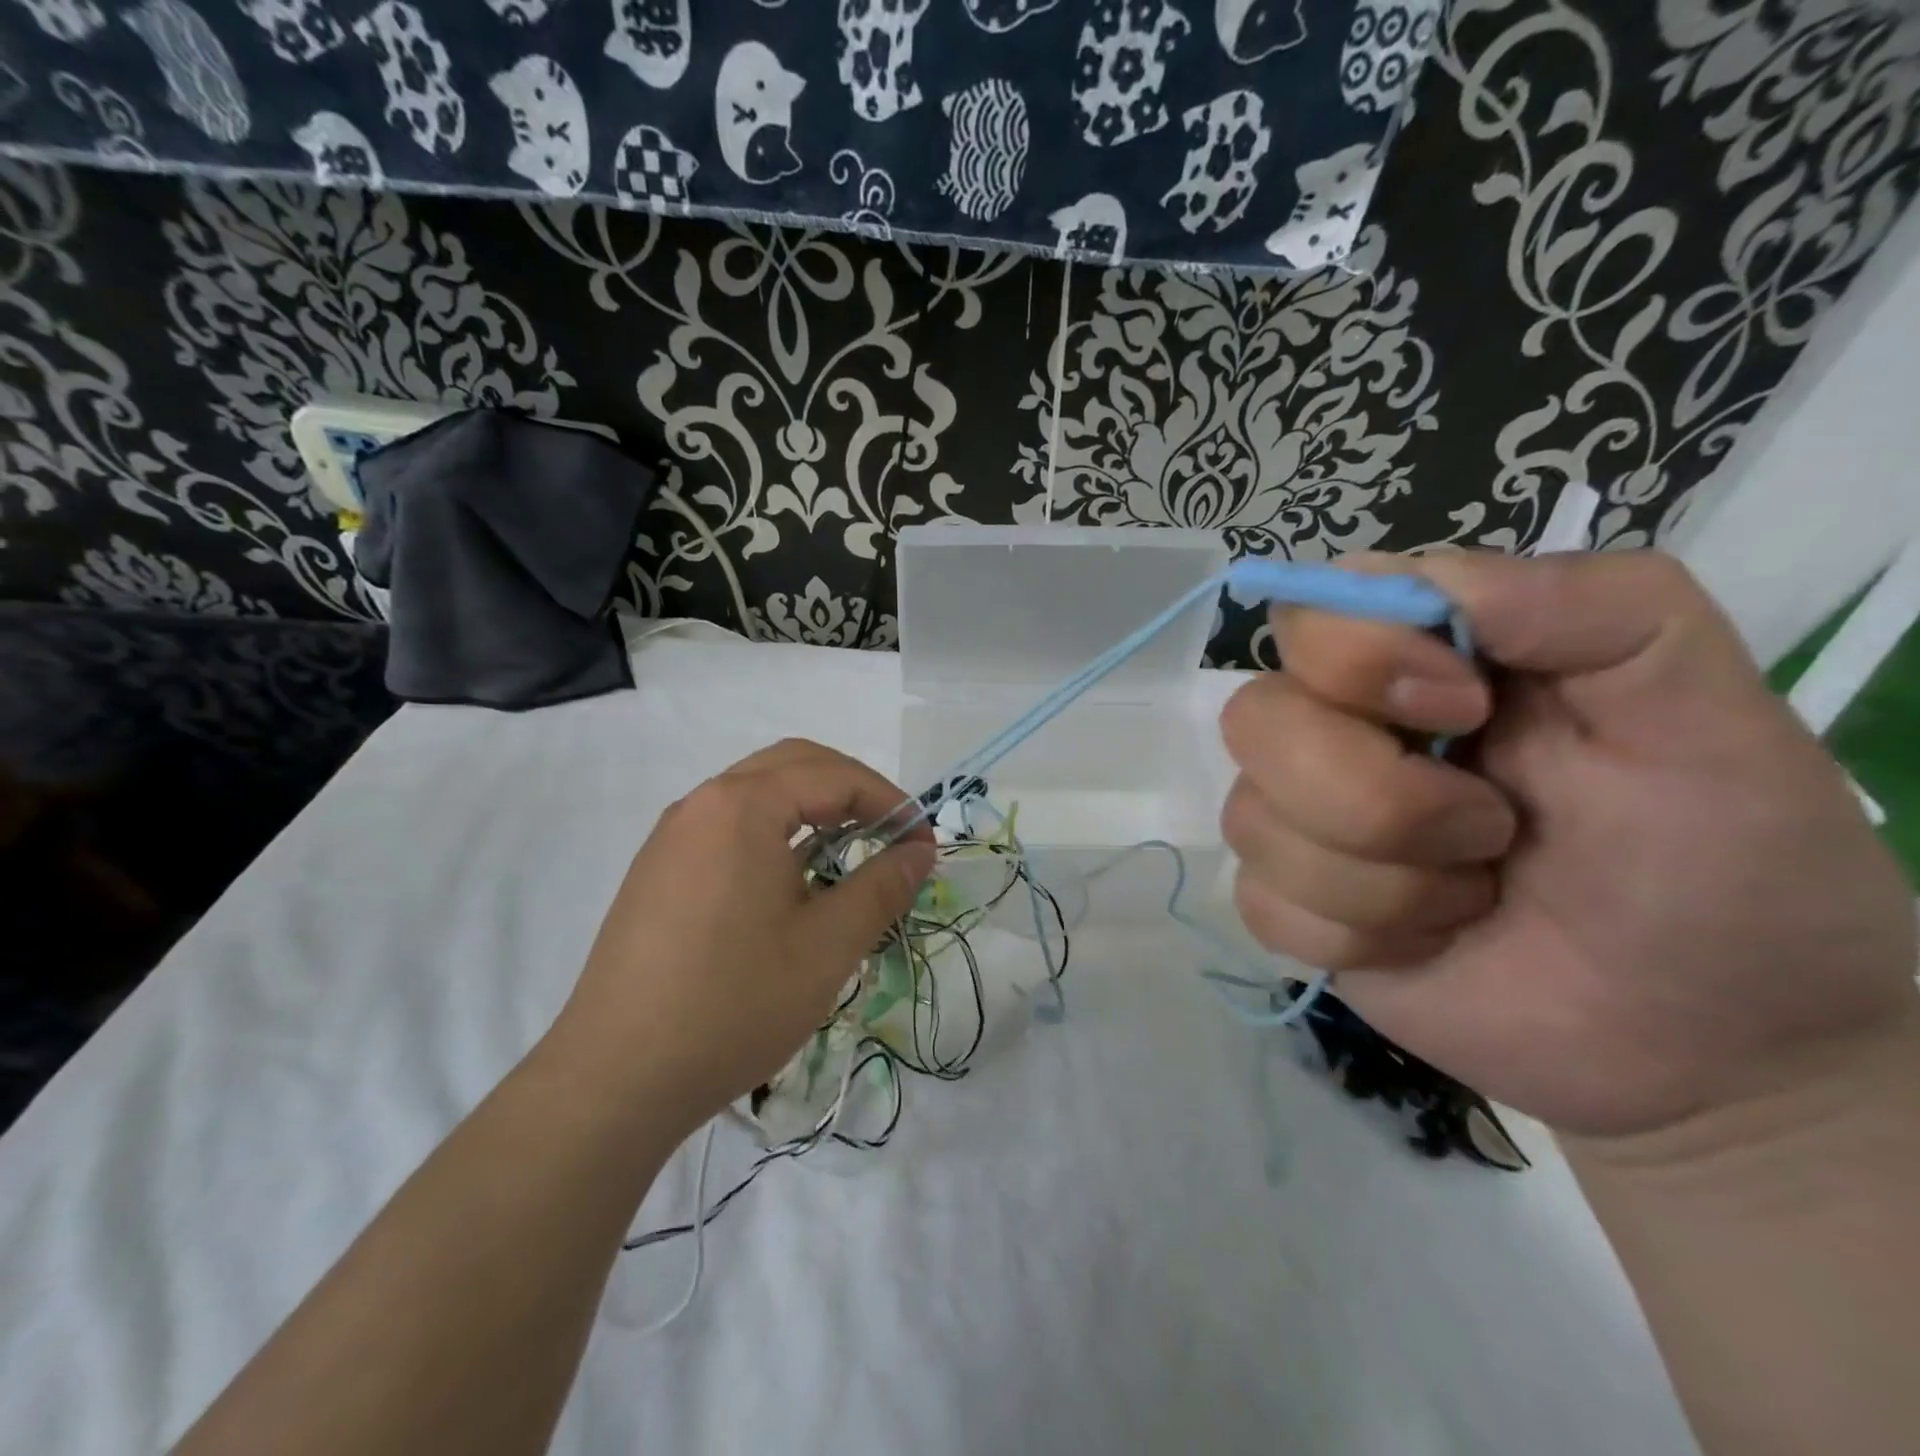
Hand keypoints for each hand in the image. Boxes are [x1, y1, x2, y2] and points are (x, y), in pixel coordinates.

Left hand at [554, 739, 934, 1135]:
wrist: (616, 1078)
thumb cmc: (735, 1003)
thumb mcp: (828, 946)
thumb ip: (883, 887)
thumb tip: (920, 852)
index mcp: (743, 806)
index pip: (834, 775)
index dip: (890, 803)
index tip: (922, 846)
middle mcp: (702, 804)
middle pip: (793, 764)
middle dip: (851, 790)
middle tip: (890, 834)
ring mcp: (672, 835)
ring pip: (757, 793)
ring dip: (811, 808)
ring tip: (847, 855)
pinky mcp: (657, 870)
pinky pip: (728, 825)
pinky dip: (774, 831)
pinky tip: (789, 882)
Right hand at [1221, 550, 1917, 1147]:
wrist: (1711, 1042)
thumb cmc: (1723, 860)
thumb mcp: (1704, 707)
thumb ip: (1597, 603)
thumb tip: (1423, 581)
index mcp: (1422, 664)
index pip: (1308, 616)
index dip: (1357, 660)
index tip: (1469, 710)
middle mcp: (1341, 732)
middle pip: (1254, 719)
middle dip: (1374, 795)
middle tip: (1490, 831)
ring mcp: (1306, 824)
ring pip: (1250, 820)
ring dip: (1382, 880)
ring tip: (1474, 895)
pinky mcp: (1291, 906)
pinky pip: (1261, 904)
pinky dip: (1355, 935)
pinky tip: (1426, 942)